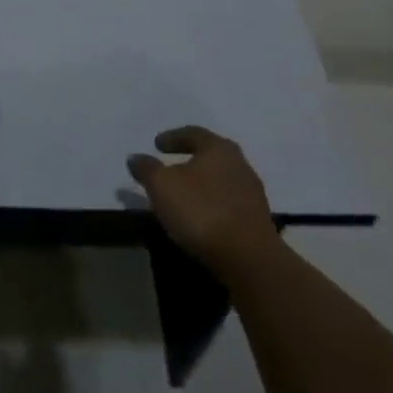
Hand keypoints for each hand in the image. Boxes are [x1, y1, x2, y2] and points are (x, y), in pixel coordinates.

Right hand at [127, 126, 274, 273]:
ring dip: (202, 184)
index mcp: (218, 148)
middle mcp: (239, 164)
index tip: (157, 144)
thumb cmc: (201, 210)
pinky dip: (212, 204)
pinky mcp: (258, 221)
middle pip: (211, 156)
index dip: (172, 137)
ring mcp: (252, 194)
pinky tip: (201, 217)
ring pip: (221, 180)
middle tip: (170, 166)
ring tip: (183, 195)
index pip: (193, 133)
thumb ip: (147, 169)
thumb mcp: (162, 186)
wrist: (248, 258)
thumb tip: (135, 158)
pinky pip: (228, 204)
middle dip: (189, 159)